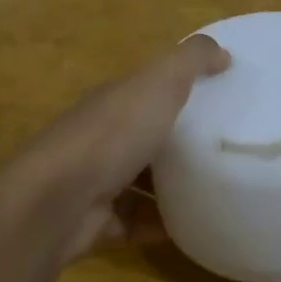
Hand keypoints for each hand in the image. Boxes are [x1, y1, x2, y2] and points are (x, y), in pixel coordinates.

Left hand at [0, 35, 229, 262]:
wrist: (56, 202)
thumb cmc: (111, 136)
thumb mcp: (159, 84)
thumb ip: (190, 61)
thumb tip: (223, 53)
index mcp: (114, 102)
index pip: (148, 91)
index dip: (181, 92)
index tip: (221, 101)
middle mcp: (102, 138)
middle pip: (144, 137)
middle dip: (178, 143)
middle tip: (224, 152)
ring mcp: (95, 181)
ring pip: (138, 182)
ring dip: (170, 188)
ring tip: (214, 192)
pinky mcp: (96, 221)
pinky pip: (134, 222)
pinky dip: (160, 225)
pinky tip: (191, 229)